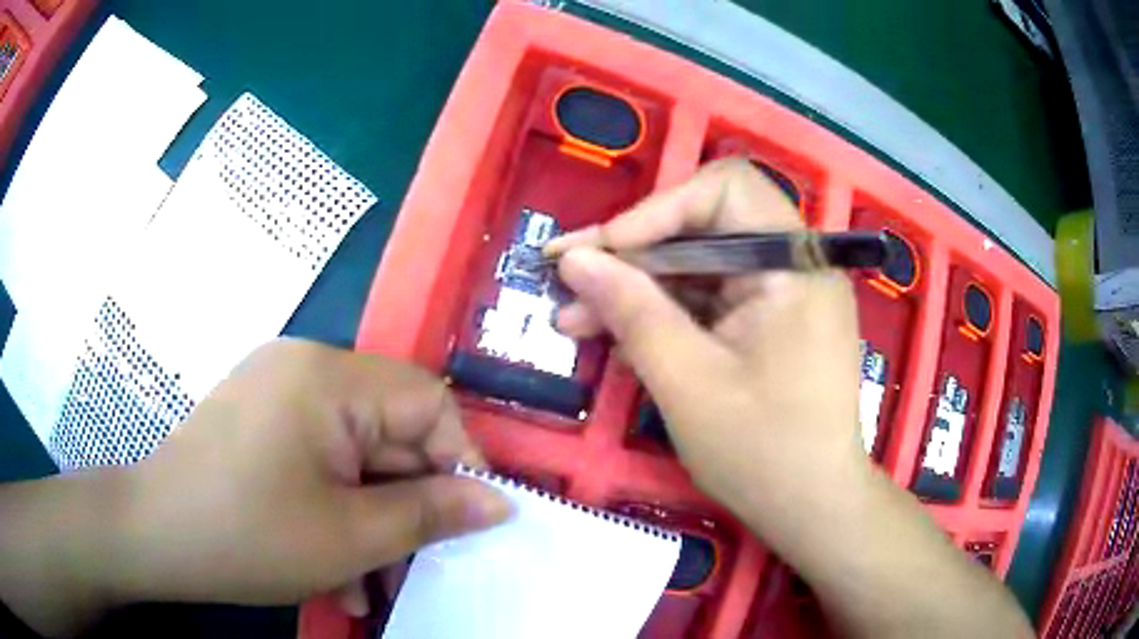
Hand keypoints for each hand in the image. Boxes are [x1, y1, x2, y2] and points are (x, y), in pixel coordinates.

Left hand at [0, 339, 510, 635]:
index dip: (459, 461)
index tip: (469, 520)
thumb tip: (500, 502)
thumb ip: (431, 514)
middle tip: (417, 565)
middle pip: (390, 430)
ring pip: (356, 454)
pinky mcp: (263, 418)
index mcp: (329, 378)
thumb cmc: (248, 535)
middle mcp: (306, 368)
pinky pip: (321, 458)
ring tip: (370, 582)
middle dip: (408, 503)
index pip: (429, 401)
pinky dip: (336, 508)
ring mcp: (279, 391)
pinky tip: (333, 567)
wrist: (155, 535)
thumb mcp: (349, 536)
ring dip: (372, 519)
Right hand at [545, 158, 864, 530]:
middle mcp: (795, 265)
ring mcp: (782, 295)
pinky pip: (709, 301)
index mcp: (794, 264)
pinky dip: (664, 314)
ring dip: (638, 288)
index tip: (603, 252)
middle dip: (633, 253)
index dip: (657, 210)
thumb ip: (631, 311)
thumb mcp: (687, 381)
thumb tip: (575, 259)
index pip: (725, 190)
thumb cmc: (762, 452)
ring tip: (574, 317)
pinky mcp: (769, 323)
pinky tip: (616, 336)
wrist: (813, 508)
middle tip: (567, 279)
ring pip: (699, 267)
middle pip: (705, 227)